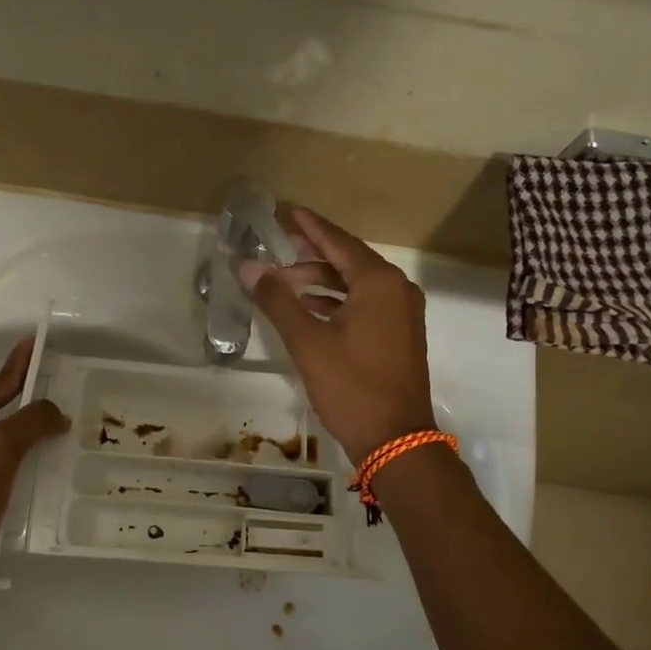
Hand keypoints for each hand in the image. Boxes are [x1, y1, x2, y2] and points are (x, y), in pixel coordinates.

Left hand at [0, 336, 69, 587]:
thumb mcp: (2, 448)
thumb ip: (31, 421)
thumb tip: (56, 413)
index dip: (20, 362)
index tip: (37, 341)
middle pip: (2, 406)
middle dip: (31, 395)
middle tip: (63, 385)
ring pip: (6, 435)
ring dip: (33, 429)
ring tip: (64, 424)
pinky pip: (7, 461)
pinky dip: (28, 456)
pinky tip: (49, 464)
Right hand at [241, 206, 436, 465]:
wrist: (396, 439)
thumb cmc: (351, 387)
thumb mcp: (308, 342)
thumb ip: (277, 300)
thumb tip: (248, 266)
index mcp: (379, 282)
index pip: (338, 241)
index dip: (309, 226)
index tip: (285, 210)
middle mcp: (396, 289)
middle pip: (348, 260)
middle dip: (311, 253)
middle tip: (277, 243)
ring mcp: (402, 313)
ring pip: (356, 284)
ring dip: (321, 281)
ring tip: (283, 281)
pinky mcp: (400, 334)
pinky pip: (365, 303)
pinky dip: (336, 301)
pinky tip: (309, 308)